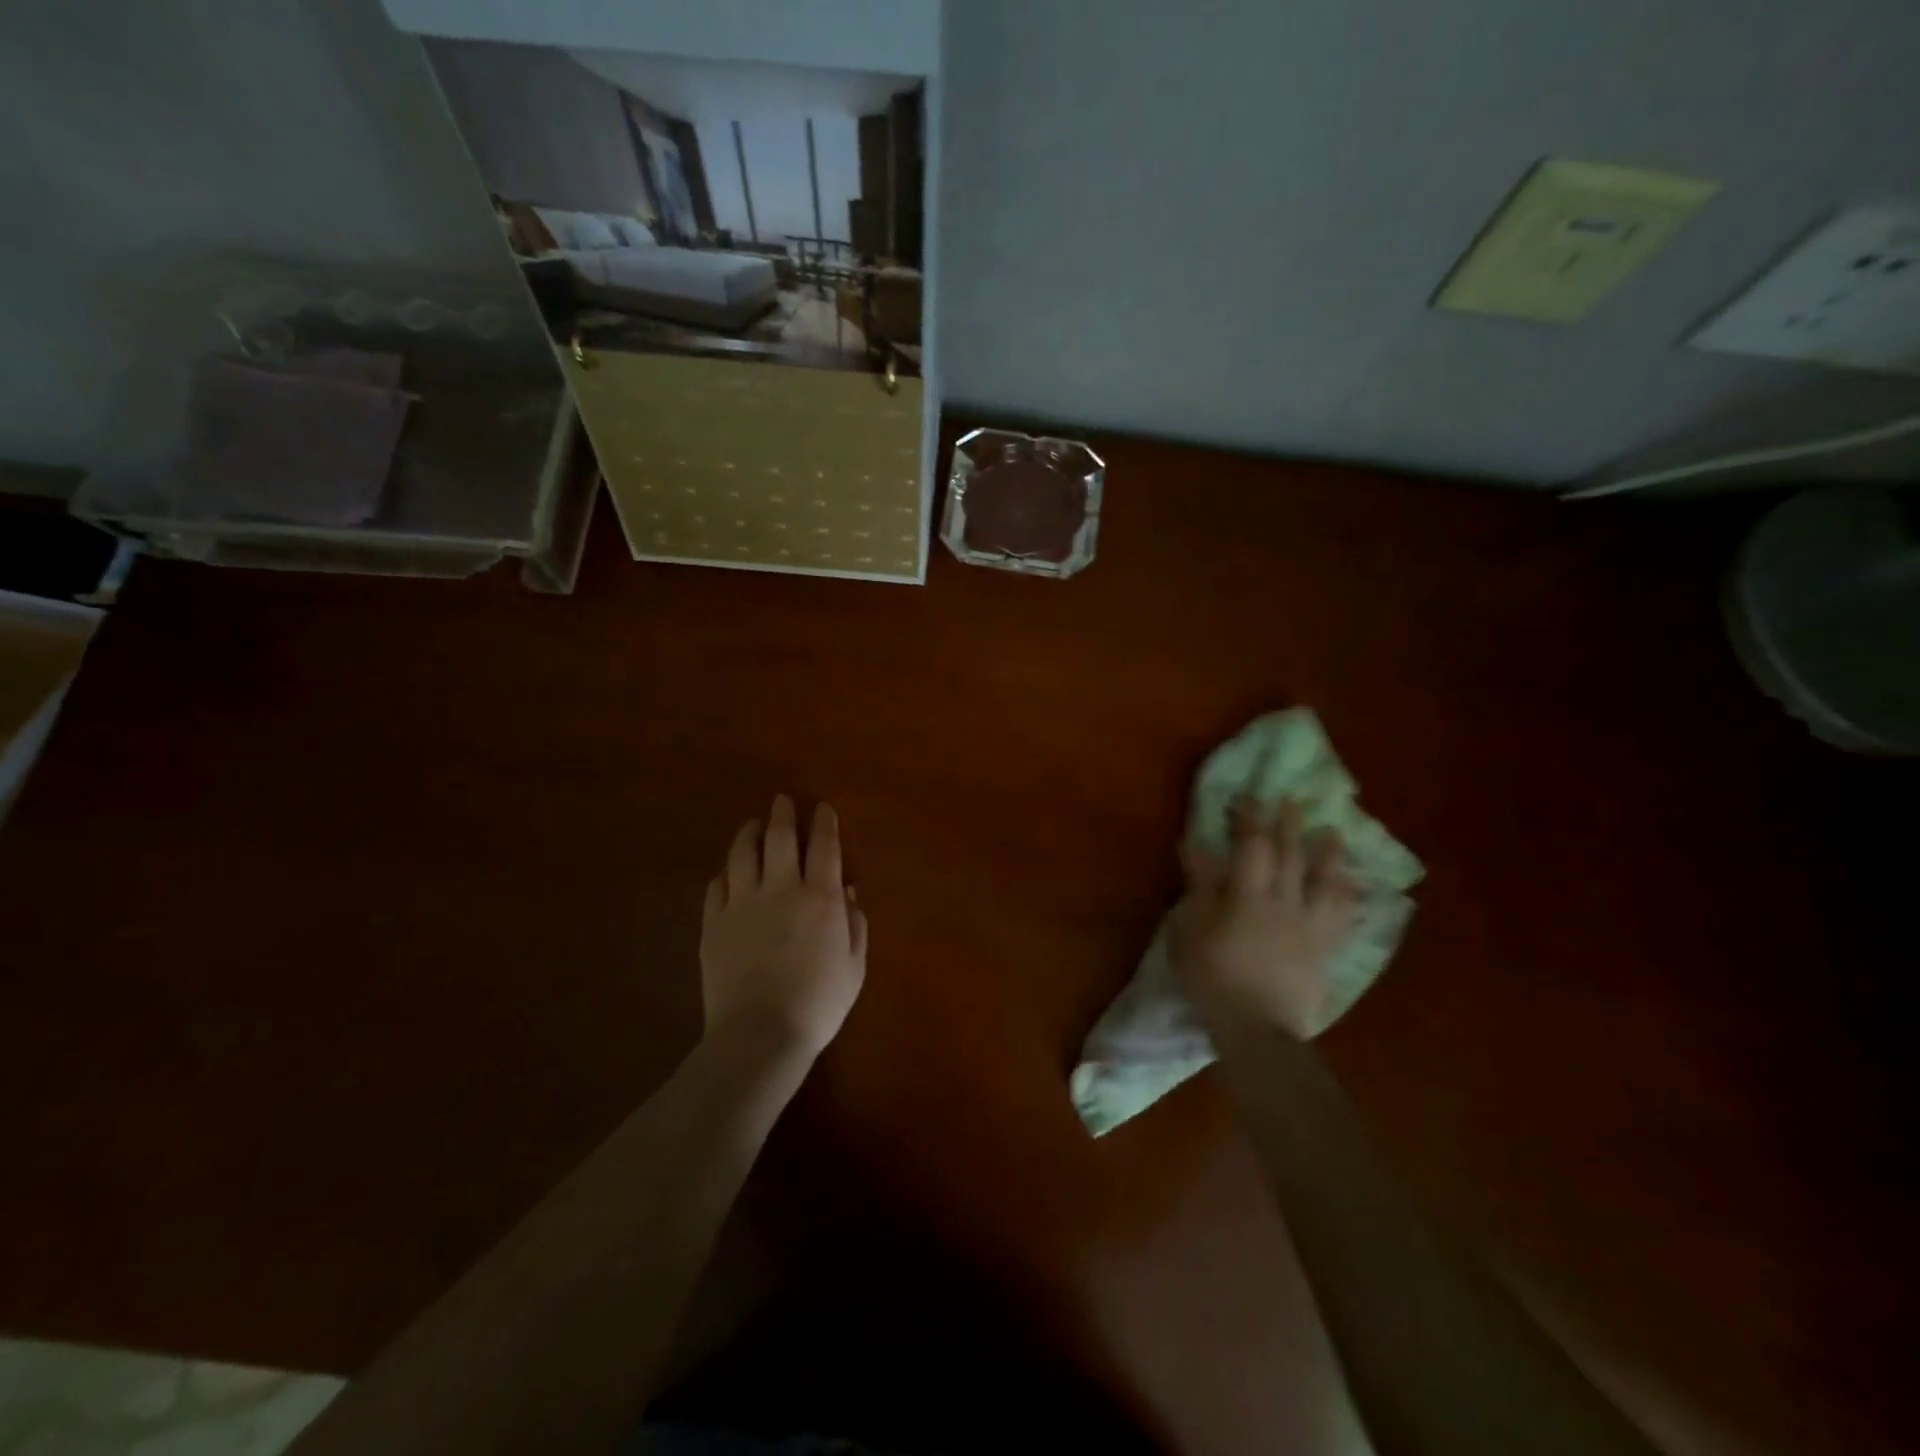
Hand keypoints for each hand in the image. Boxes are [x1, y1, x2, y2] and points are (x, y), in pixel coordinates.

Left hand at [701, 794, 868, 1059]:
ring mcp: (741, 904)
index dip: (823, 823)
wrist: (760, 1034)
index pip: (823, 846)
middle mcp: (780, 888)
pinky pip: (717, 886)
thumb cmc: (818, 1003)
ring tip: (753, 825)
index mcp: (819, 897)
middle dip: (782, 815)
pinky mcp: (713, 924)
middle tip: (782, 800)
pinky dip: (725, 872)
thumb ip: (855, 925)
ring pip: (742, 854)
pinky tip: (728, 871)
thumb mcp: (854, 966)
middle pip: (779, 839)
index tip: (822, 808)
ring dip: (749, 834)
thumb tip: (849, 893)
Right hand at [1173, 798, 1360, 1038]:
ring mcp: (1310, 926)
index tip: (1249, 796)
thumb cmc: (1214, 976)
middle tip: (1293, 800)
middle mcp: (1285, 901)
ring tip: (1333, 833)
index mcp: (1249, 894)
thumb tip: (1195, 843)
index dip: (1250, 818)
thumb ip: (1198, 884)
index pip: (1252, 845)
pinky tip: (1354, 888)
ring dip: (1328, 854)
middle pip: (1291, 855)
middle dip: (1289, 824)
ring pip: (1325, 881)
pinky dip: (1349, 898)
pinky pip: (1343, 918)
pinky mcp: (1325, 950)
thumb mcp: (1190, 929)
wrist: (1258, 1029)